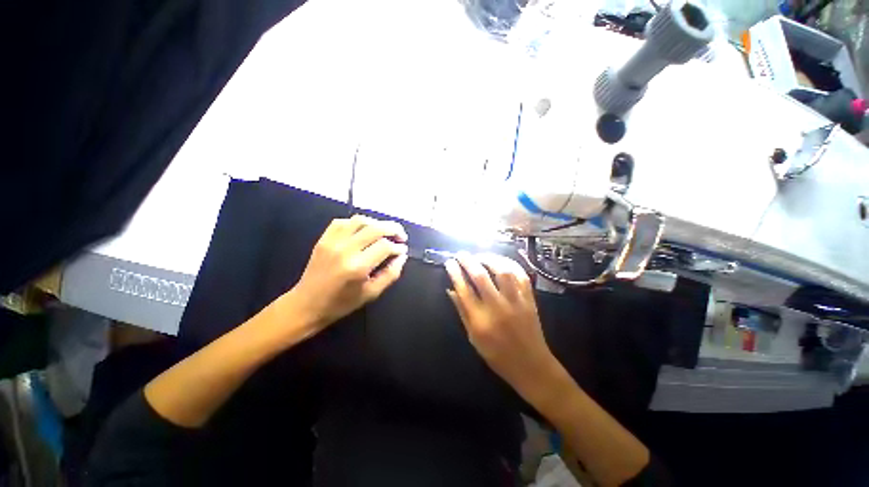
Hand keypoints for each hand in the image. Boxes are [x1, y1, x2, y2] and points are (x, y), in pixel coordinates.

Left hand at [284, 215, 408, 331]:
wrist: (306, 305)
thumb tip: (402, 256)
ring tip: (385, 231)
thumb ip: (390, 274)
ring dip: (377, 223)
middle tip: (401, 236)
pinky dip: (357, 222)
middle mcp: (345, 250)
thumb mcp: (371, 293)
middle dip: (393, 229)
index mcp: (358, 266)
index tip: (402, 251)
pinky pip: (342, 221)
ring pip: (360, 220)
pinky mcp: (323, 239)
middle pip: (375, 228)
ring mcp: (332, 242)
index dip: (398, 247)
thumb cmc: (341, 303)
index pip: (385, 246)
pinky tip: (363, 230)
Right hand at [444, 253, 557, 399]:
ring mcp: (516, 302)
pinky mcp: (530, 300)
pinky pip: (521, 276)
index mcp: (480, 320)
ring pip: (503, 271)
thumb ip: (462, 312)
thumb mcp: (473, 338)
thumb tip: (451, 290)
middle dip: (468, 261)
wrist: (531, 366)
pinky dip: (511, 265)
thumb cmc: (498, 356)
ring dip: (490, 259)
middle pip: (481, 276)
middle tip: (461, 254)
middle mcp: (498, 308)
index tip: (449, 263)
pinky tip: (502, 262)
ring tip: (481, 256)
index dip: (455, 273)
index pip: (464, 289)